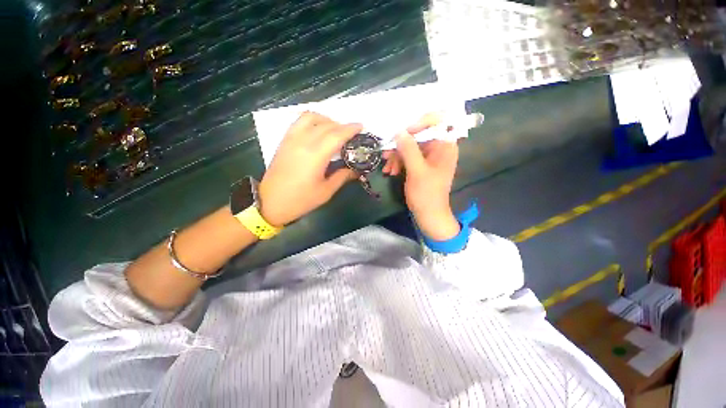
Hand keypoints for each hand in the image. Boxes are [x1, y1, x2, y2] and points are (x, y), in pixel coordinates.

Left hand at [258, 112, 361, 225]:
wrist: (270, 202)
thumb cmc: (301, 200)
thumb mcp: (326, 192)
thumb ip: (342, 177)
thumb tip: (355, 170)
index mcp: (315, 156)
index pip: (336, 135)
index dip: (350, 129)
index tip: (361, 127)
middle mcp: (303, 142)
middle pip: (326, 125)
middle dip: (342, 125)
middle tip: (352, 134)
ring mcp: (291, 139)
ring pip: (311, 117)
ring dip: (326, 119)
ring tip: (334, 129)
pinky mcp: (284, 140)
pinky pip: (299, 121)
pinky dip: (312, 120)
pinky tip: (318, 129)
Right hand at [383, 113, 460, 240]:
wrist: (428, 214)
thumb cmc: (426, 194)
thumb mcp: (417, 171)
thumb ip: (409, 149)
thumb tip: (398, 132)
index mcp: (445, 145)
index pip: (435, 121)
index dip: (418, 124)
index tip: (402, 134)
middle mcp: (439, 147)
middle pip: (418, 135)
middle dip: (401, 145)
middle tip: (386, 154)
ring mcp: (429, 156)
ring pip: (410, 147)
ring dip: (397, 156)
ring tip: (388, 168)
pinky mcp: (421, 164)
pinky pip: (408, 156)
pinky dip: (399, 162)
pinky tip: (391, 171)